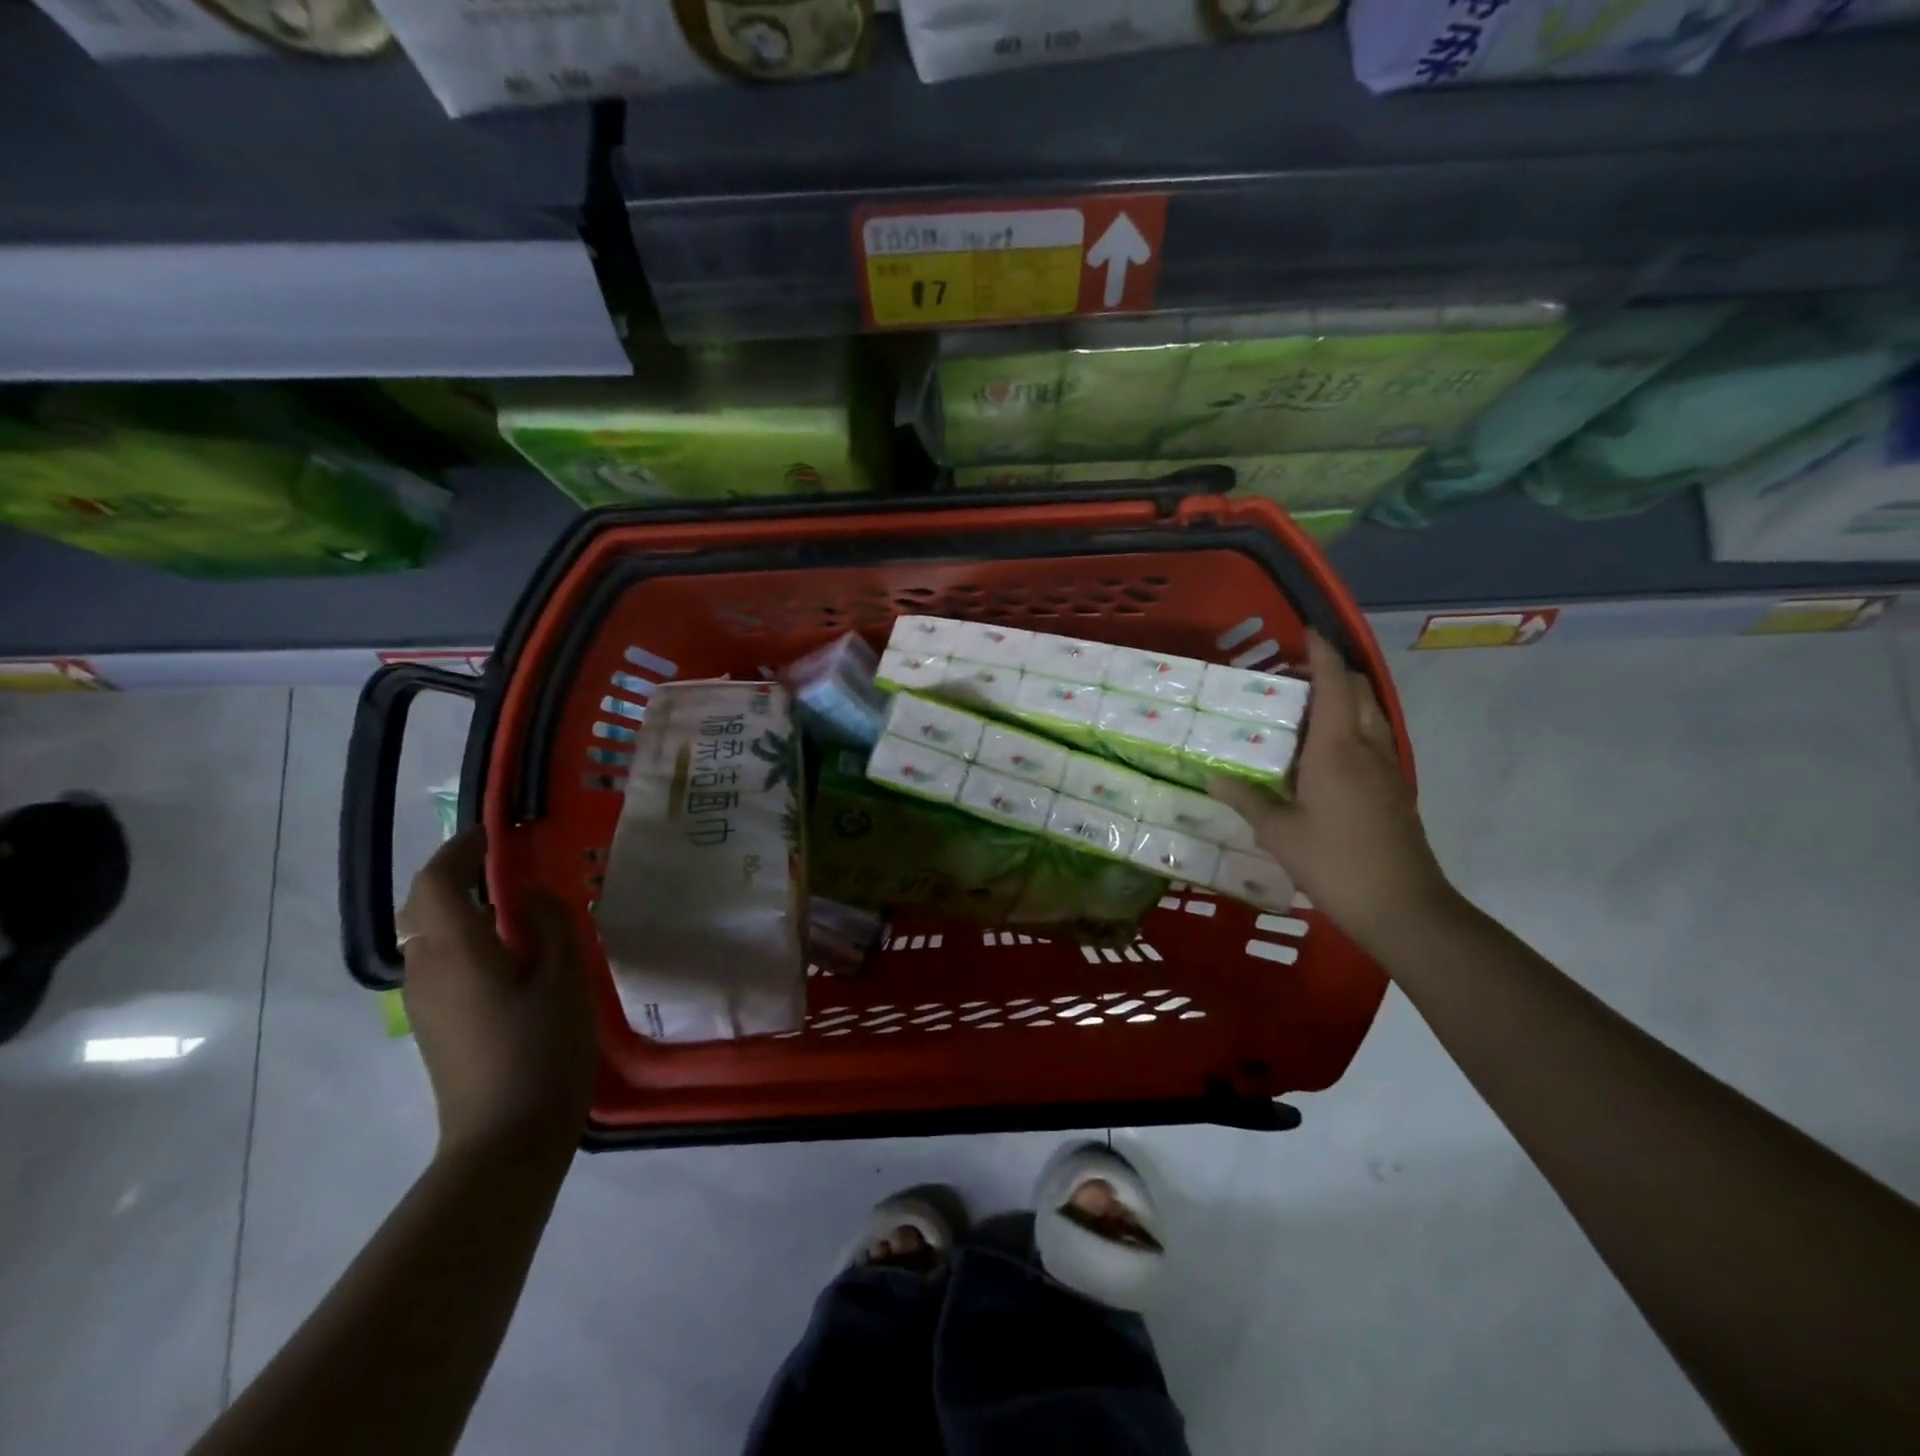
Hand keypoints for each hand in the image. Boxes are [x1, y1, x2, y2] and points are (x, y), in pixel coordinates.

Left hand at [396, 828, 596, 1165]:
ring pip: (429, 935)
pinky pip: (441, 961)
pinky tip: (509, 950)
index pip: (438, 881)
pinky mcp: (437, 1024)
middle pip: (424, 905)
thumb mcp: (565, 979)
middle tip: (504, 863)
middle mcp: (427, 969)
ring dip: (461, 906)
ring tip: (514, 902)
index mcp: (457, 952)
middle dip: (456, 875)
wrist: (505, 1141)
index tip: (495, 833)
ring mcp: (426, 1001)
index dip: (461, 849)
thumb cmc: (542, 1053)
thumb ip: (549, 924)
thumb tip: (530, 894)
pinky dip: (465, 936)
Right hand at [1210, 631, 1454, 942]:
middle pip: (1357, 692)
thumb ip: (1247, 800)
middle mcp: (1367, 748)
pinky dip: (1353, 727)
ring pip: (1370, 715)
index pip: (1332, 685)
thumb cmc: (1335, 863)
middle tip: (1294, 675)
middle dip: (1333, 672)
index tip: (1306, 632)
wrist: (1403, 906)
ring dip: (1345, 699)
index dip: (1320, 654)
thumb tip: (1214, 777)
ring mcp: (1387, 769)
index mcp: (1336, 750)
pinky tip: (1327, 753)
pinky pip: (1374, 739)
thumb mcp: (1279, 833)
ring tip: (1307, 708)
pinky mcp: (1395, 790)